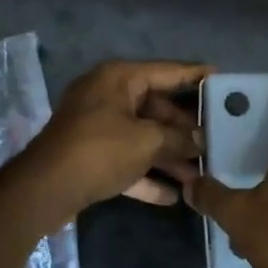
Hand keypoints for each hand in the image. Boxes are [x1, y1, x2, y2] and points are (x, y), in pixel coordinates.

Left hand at [21, 60, 211, 215]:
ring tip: (199, 175)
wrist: (45, 189)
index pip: (167, 71)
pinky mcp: (90, 156)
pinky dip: (146, 175)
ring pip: (142, 136)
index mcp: (119, 78)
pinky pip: (126, 160)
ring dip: (169, 156)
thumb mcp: (148, 141)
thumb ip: (179, 138)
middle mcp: (107, 95)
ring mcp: (96, 126)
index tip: (222, 78)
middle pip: (156, 107)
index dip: (195, 76)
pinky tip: (173, 196)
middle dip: (184, 130)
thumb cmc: (101, 150)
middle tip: (215, 141)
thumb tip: (200, 142)